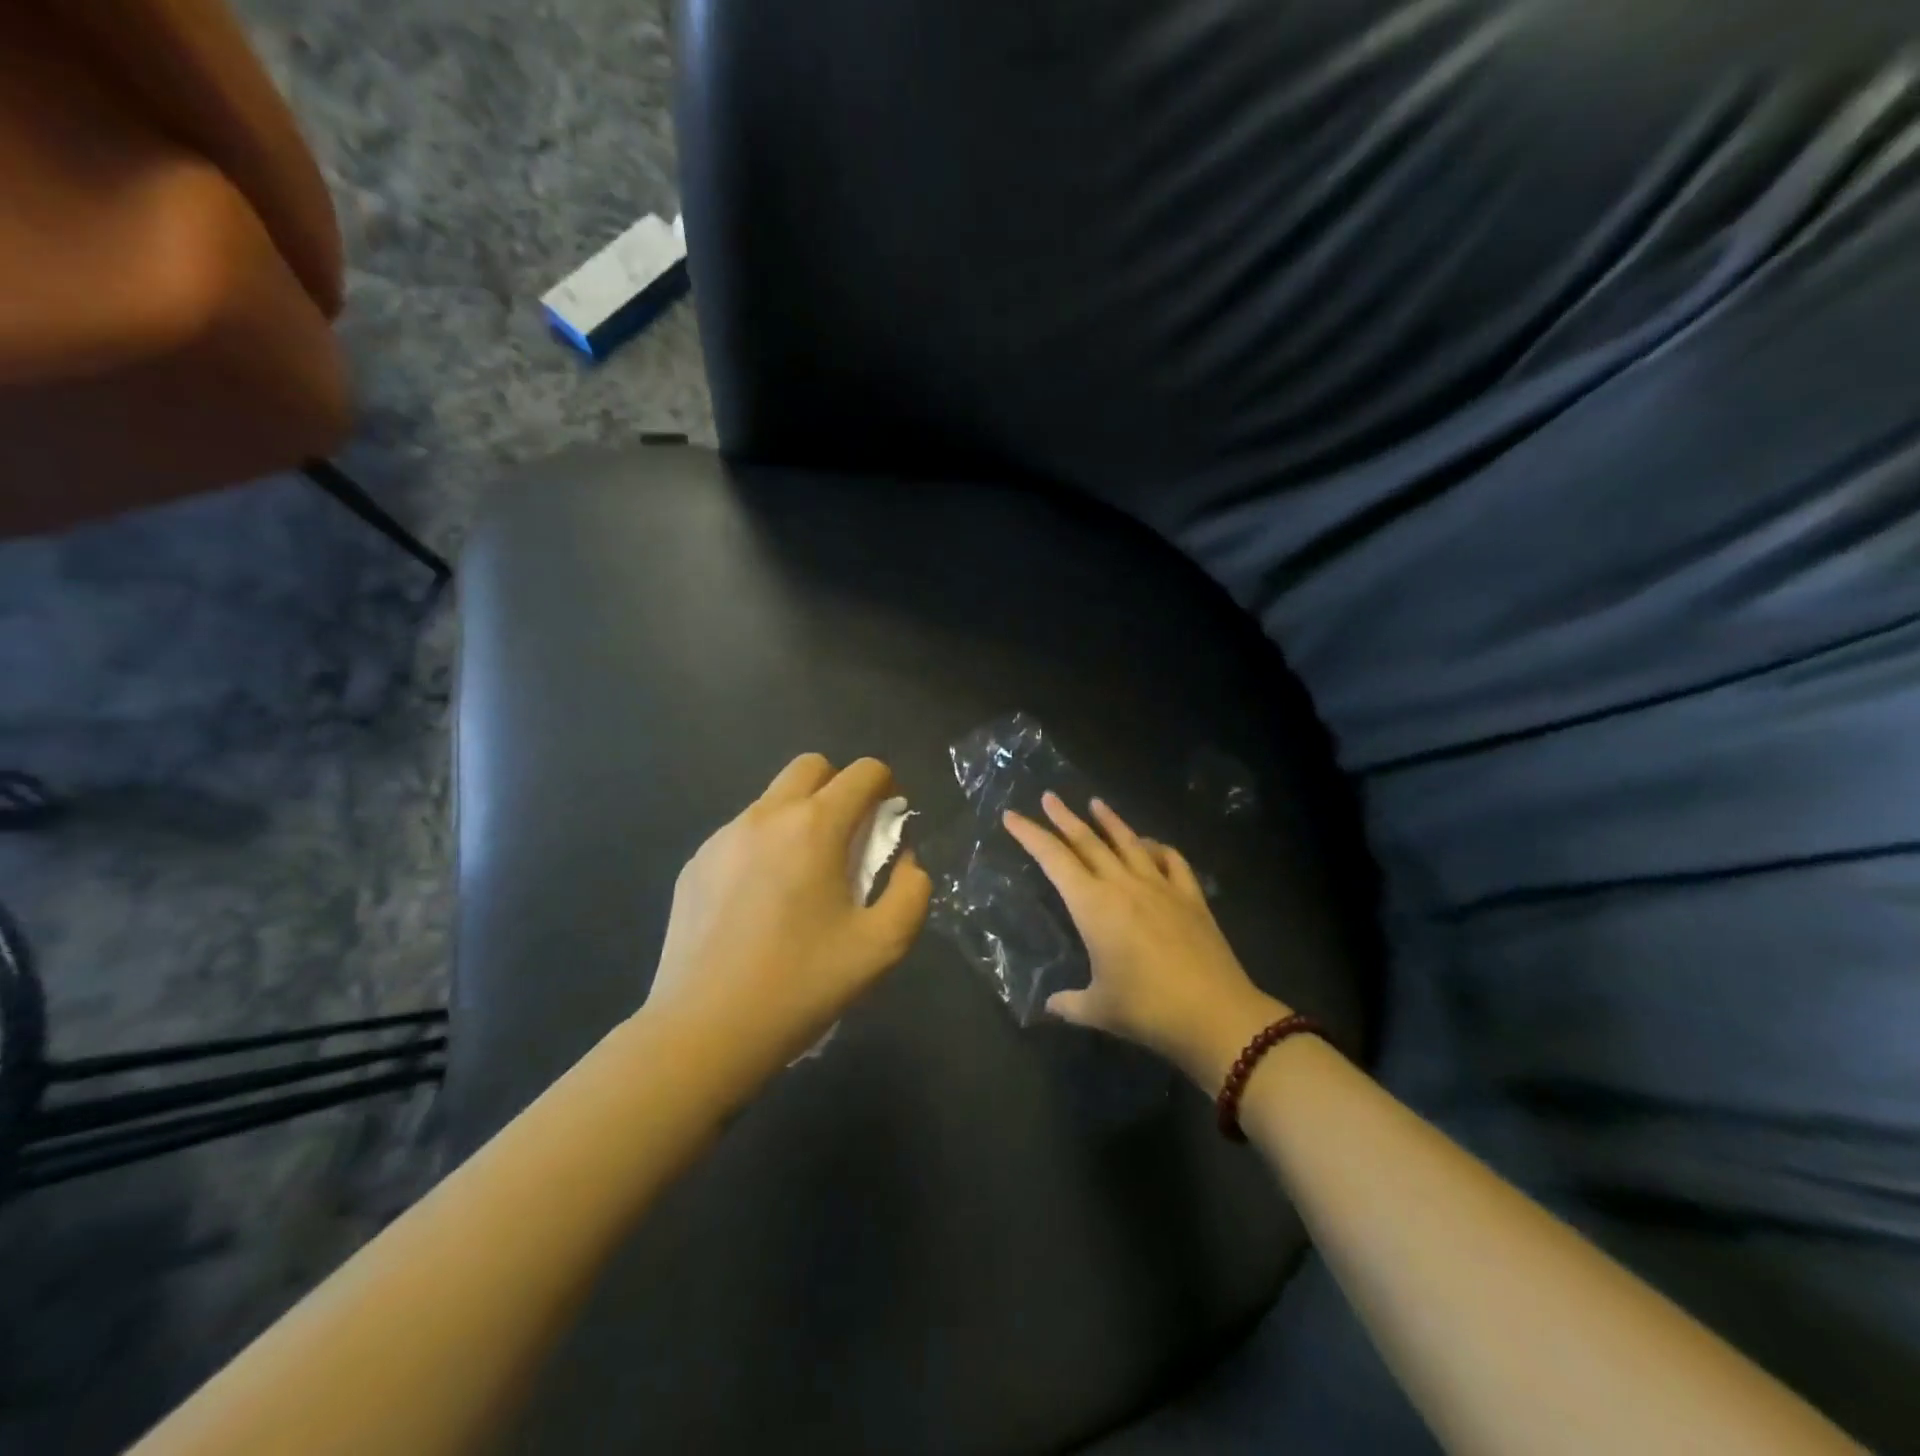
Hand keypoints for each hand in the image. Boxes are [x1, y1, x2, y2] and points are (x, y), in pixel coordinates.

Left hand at [644, 754, 931, 1094]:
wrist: (705, 1029)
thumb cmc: (800, 984)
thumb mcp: (881, 946)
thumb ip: (911, 892)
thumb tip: (906, 861)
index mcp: (815, 827)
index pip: (863, 772)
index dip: (886, 787)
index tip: (888, 822)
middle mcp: (766, 816)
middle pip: (812, 767)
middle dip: (840, 787)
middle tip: (848, 839)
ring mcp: (723, 837)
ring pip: (773, 798)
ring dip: (800, 816)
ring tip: (802, 877)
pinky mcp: (695, 863)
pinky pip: (741, 833)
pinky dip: (764, 845)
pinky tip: (760, 902)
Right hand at [1003, 793, 1286, 1088]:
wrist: (1216, 1015)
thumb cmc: (1148, 1010)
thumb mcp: (1099, 1010)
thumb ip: (1069, 1003)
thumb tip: (1050, 1005)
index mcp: (1093, 906)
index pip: (1053, 859)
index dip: (1030, 835)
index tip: (1012, 816)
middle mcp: (1124, 885)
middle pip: (1088, 841)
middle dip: (1064, 818)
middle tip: (1049, 796)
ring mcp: (1161, 887)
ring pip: (1129, 842)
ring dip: (1109, 820)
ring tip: (1095, 802)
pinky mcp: (1190, 897)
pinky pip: (1171, 860)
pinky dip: (1157, 847)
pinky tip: (1151, 845)